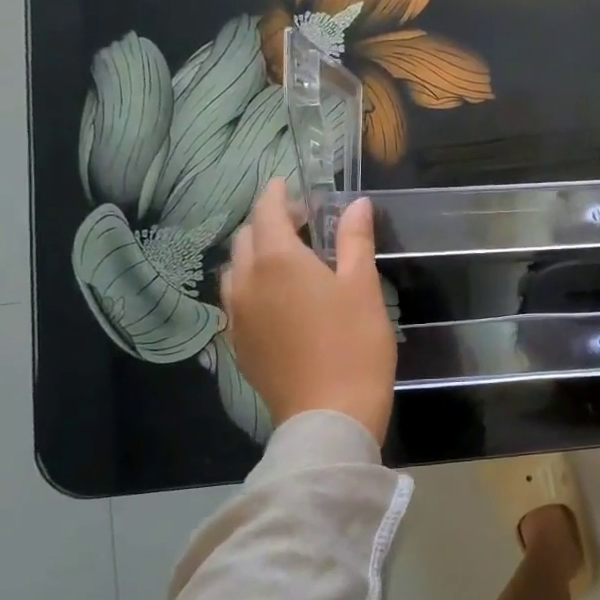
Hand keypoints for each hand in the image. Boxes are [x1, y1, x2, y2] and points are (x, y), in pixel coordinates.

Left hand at [220, 180, 396, 442]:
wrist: (329, 415)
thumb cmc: (354, 344)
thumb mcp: (362, 287)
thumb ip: (355, 240)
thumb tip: (356, 204)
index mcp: (278, 260)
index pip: (266, 211)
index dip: (277, 194)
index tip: (289, 185)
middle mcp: (247, 282)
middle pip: (246, 238)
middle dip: (269, 222)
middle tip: (304, 225)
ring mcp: (237, 315)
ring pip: (236, 269)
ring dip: (257, 254)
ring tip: (290, 261)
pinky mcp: (238, 343)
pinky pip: (237, 299)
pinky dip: (253, 285)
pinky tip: (279, 299)